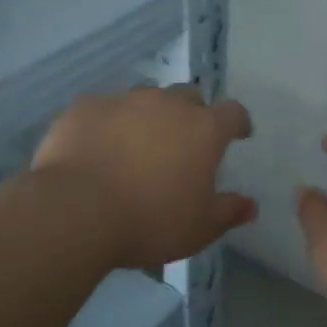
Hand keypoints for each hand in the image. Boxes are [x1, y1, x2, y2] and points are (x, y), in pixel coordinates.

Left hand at [33, 85, 256, 268]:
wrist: (76, 210)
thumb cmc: (149, 222)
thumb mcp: (198, 229)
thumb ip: (228, 212)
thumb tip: (250, 206)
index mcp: (203, 130)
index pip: (233, 113)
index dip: (238, 122)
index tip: (238, 134)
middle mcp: (167, 105)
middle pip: (189, 97)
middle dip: (192, 115)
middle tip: (184, 143)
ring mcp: (124, 100)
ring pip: (145, 99)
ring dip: (149, 117)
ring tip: (138, 145)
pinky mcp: (86, 106)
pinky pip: (104, 109)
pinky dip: (108, 124)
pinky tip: (98, 147)